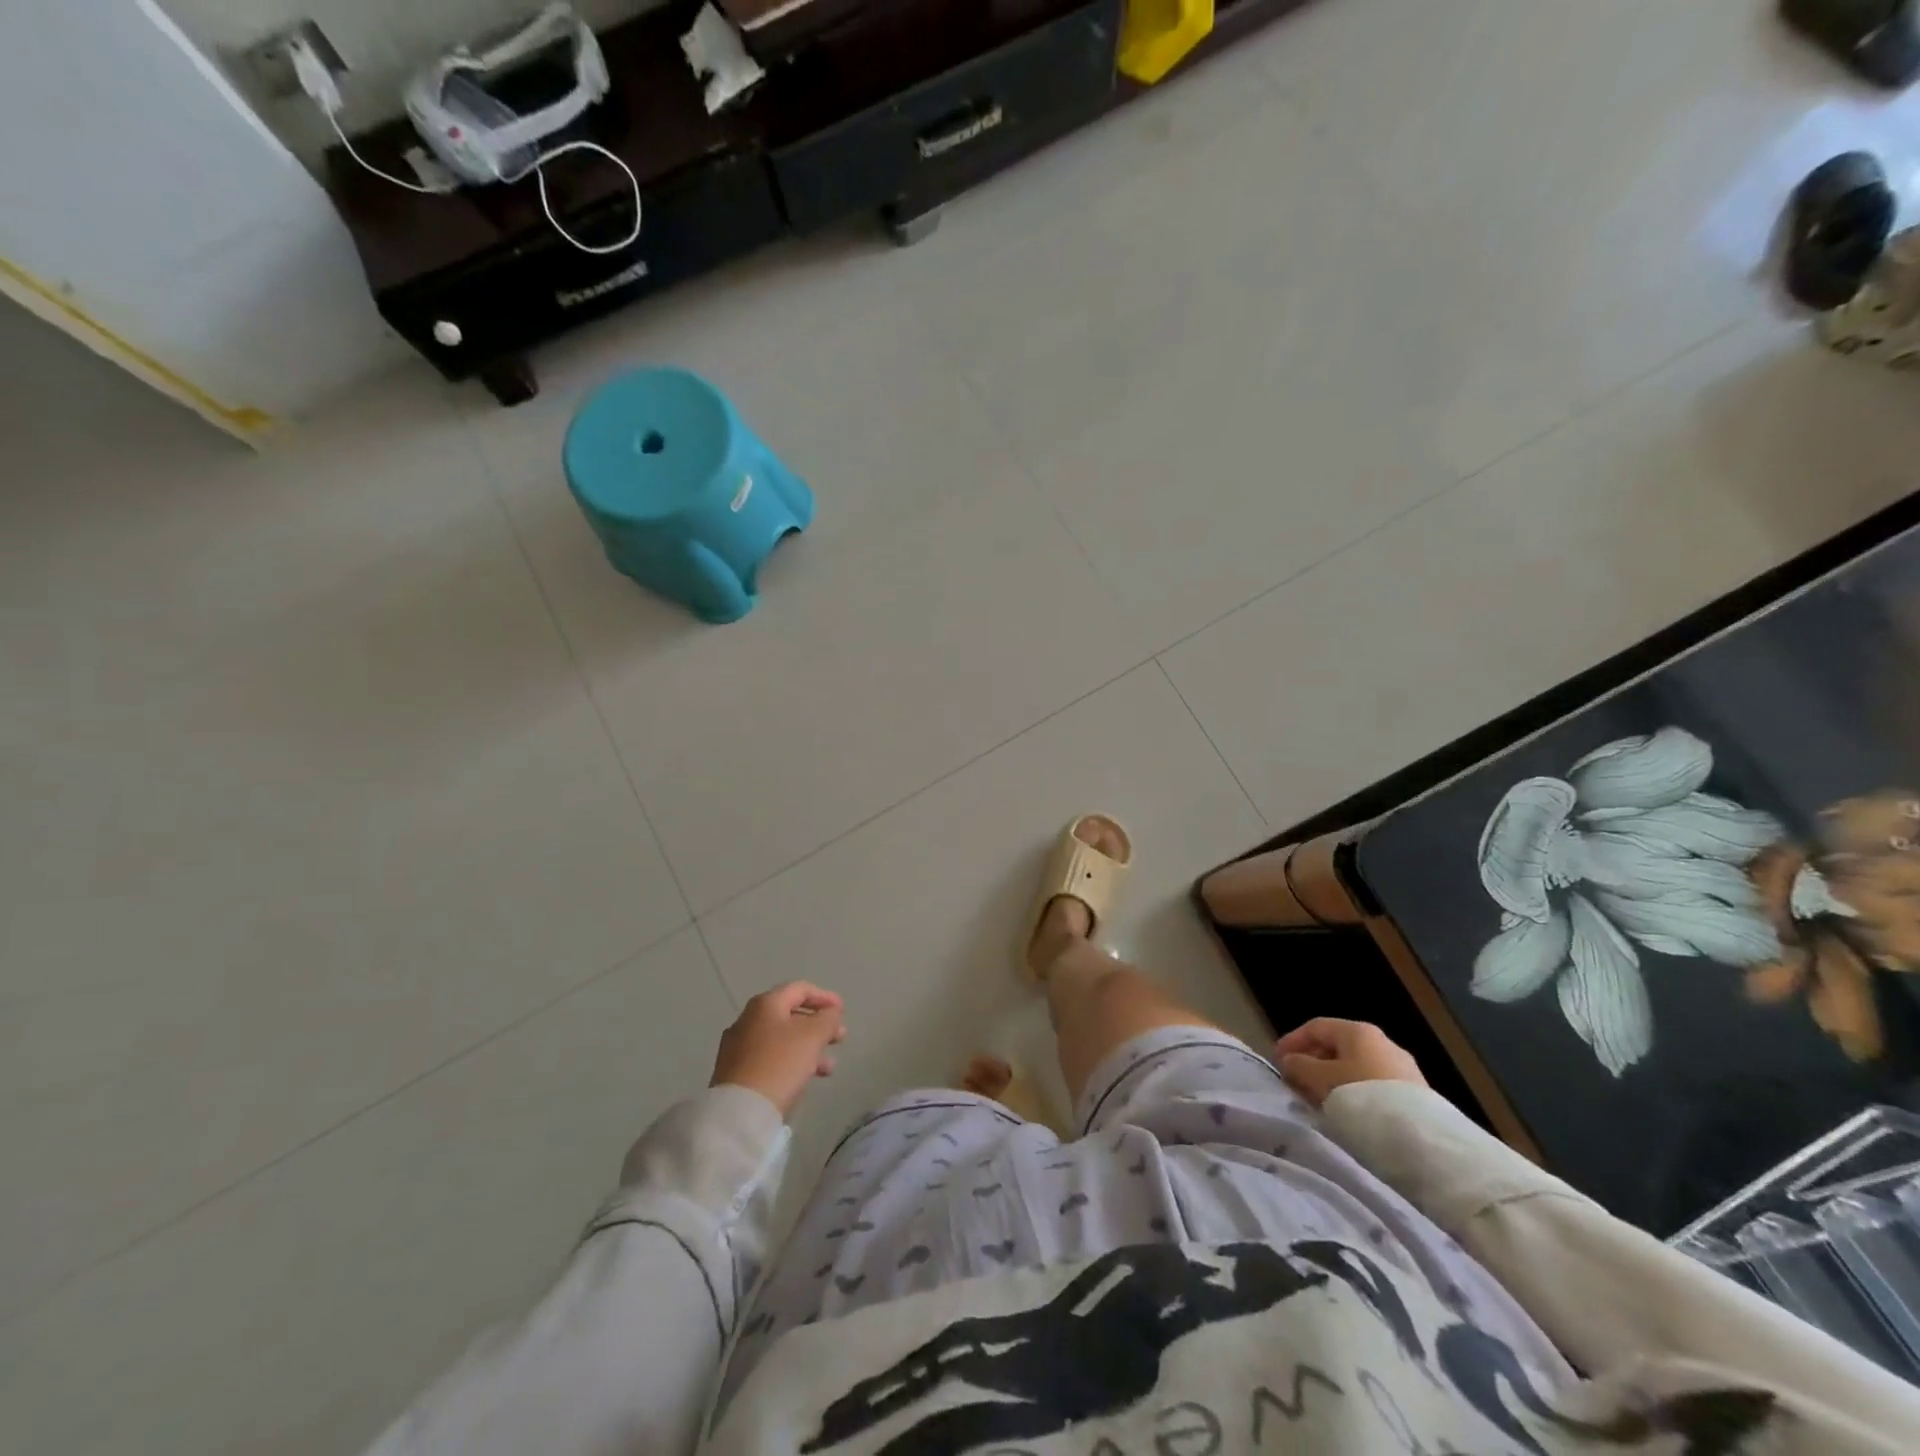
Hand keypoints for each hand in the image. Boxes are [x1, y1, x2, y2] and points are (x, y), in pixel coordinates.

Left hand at [711, 982, 846, 1119]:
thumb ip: (827, 1019)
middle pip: (790, 1014)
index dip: (825, 997)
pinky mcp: (736, 1071)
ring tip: (828, 1067)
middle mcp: (748, 1019)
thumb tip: (830, 1013)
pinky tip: (804, 1078)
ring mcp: (738, 1046)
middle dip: (819, 1026)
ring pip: (782, 1039)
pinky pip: (770, 1057)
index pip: (800, 989)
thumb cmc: (780, 1065)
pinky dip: (791, 1061)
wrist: (740, 1112)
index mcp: (765, 1004)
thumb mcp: (812, 1037)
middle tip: (840, 1038)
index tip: (843, 1011)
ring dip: (808, 1047)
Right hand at [1275, 1018, 1426, 1107]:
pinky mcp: (1416, 1095)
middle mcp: (1383, 1042)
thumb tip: (1290, 1061)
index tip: (1277, 1061)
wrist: (1422, 1139)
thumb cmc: (1362, 1098)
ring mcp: (1402, 1069)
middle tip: (1296, 1083)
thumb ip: (1299, 1066)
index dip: (1292, 1041)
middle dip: (1312, 1062)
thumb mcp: (1320, 1080)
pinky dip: (1354, 1093)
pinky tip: (1348, 1113)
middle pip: (1337, 1047)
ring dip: (1332, 1080)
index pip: (1316, 1027)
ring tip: (1319, 1101)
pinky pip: (1374, 1086)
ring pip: (1356, 1068)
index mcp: (1358, 1031)